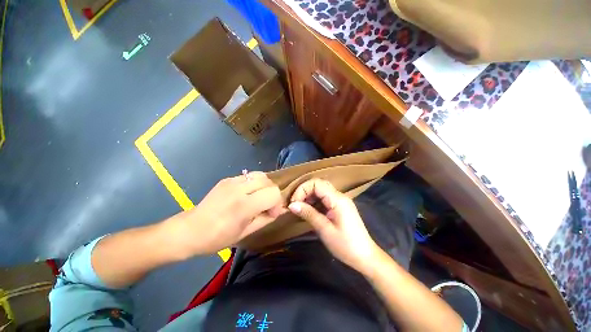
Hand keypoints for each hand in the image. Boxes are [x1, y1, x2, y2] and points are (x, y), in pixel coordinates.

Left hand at [168, 172, 284, 257]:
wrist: (189, 230)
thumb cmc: (217, 238)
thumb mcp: (246, 233)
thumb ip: (267, 218)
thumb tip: (280, 209)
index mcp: (244, 205)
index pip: (274, 193)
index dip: (277, 203)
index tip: (271, 212)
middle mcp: (239, 189)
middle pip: (269, 181)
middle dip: (272, 193)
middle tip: (265, 205)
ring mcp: (232, 181)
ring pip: (260, 175)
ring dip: (264, 186)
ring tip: (258, 197)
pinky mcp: (227, 179)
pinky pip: (249, 176)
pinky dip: (254, 183)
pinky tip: (246, 194)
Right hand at [288, 178, 379, 271]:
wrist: (366, 257)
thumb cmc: (346, 245)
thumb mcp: (325, 230)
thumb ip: (308, 214)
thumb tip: (292, 205)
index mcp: (338, 199)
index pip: (316, 183)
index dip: (302, 189)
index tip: (294, 203)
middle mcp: (340, 196)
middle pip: (319, 185)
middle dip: (304, 191)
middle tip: (295, 205)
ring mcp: (341, 201)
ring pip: (321, 191)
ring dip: (309, 196)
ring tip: (300, 208)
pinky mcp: (340, 207)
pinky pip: (325, 199)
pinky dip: (315, 202)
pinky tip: (309, 210)